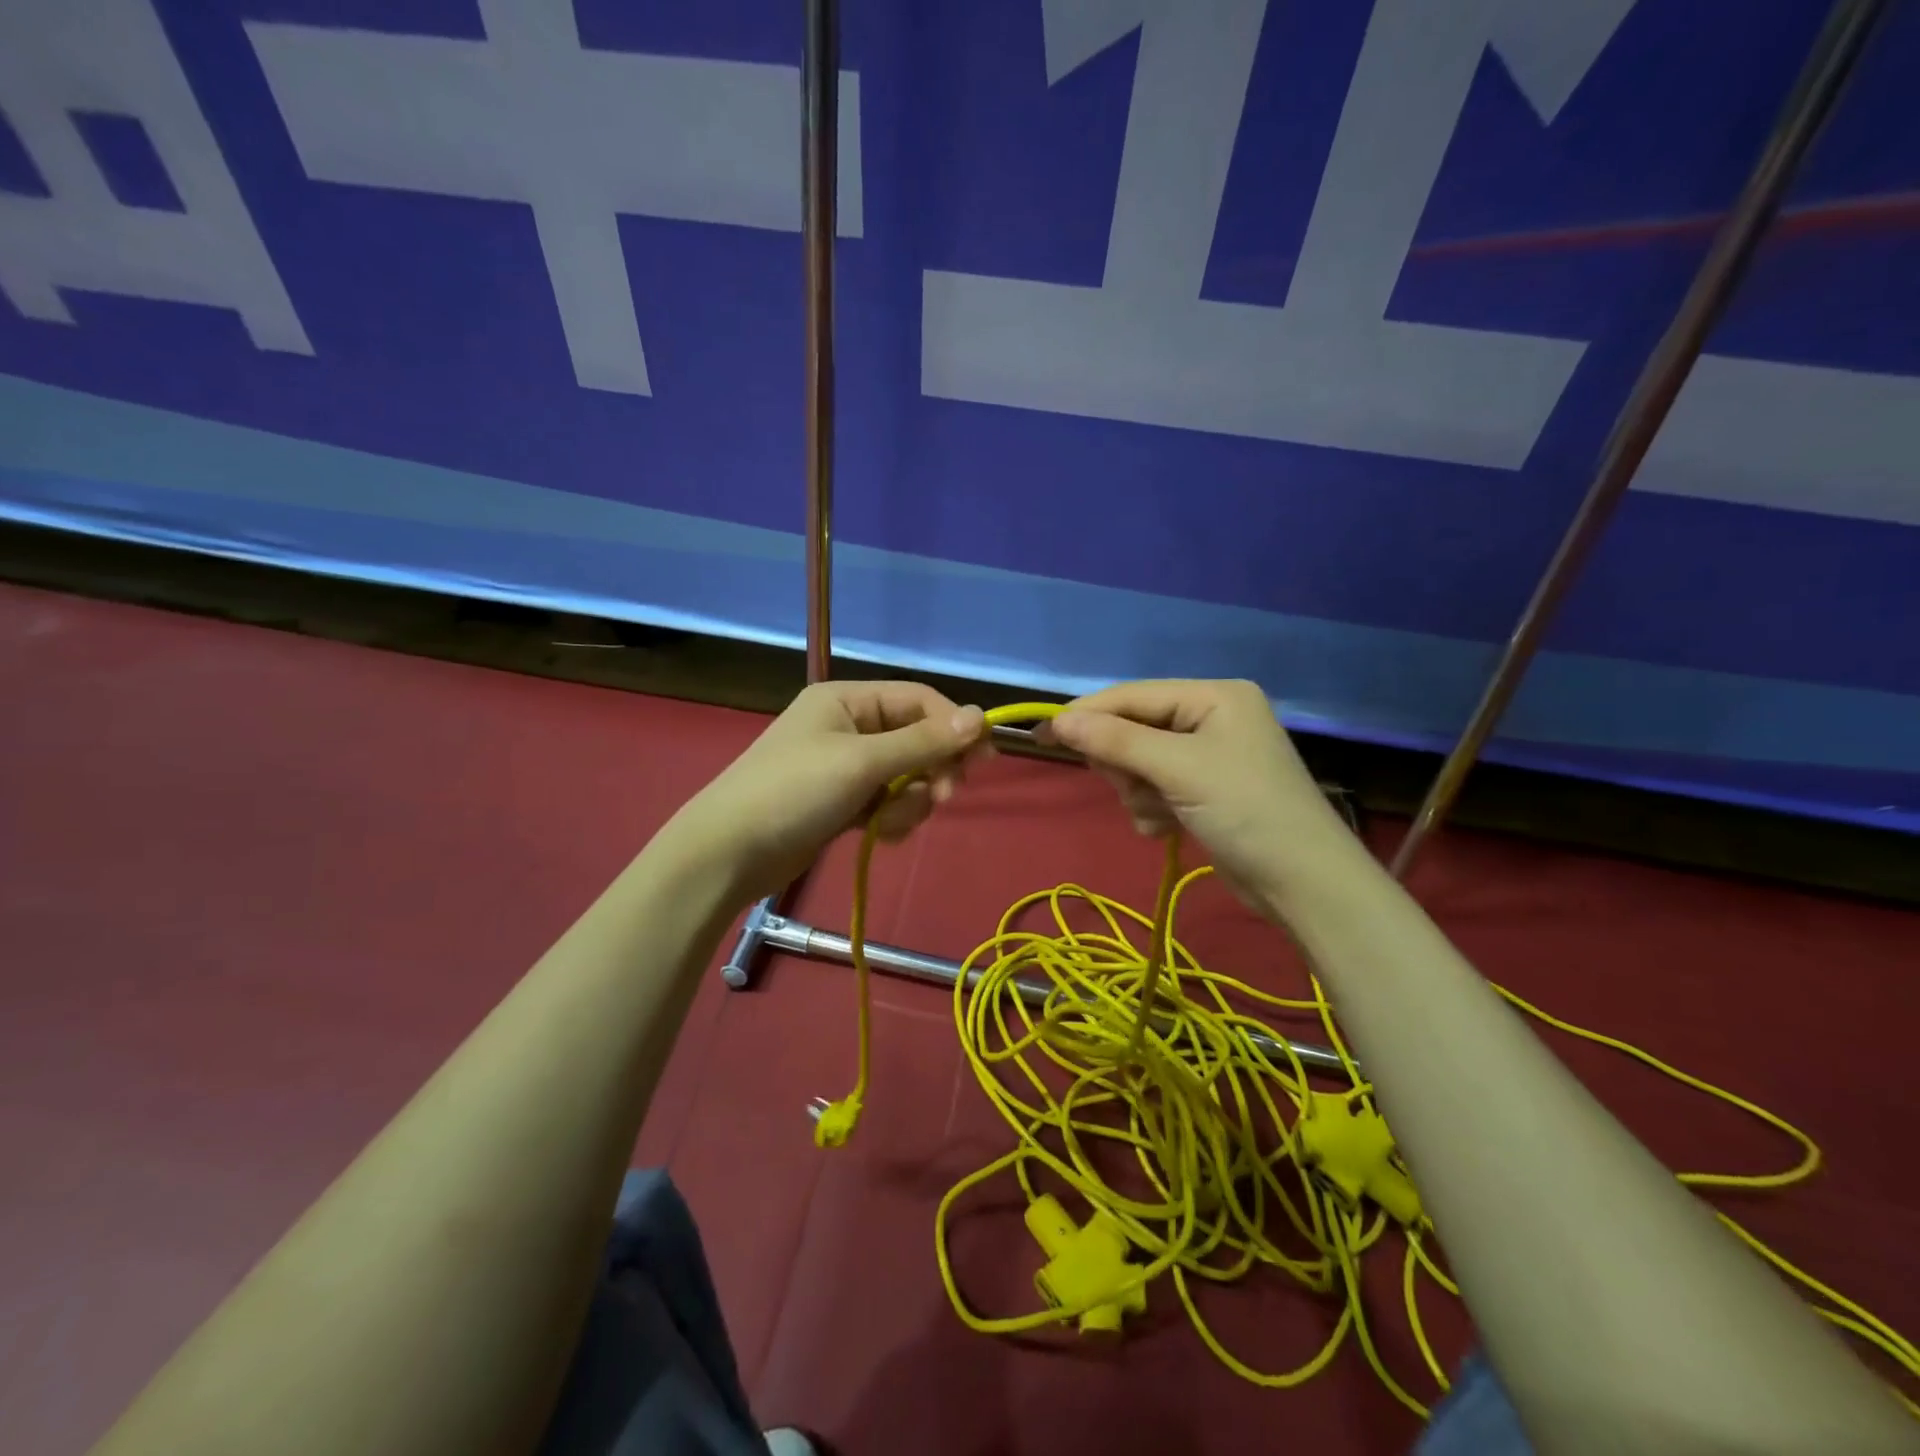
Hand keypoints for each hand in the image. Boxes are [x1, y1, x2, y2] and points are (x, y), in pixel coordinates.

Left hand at [668, 681, 989, 902]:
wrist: (729, 853)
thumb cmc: (794, 792)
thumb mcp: (862, 762)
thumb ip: (923, 742)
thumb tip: (980, 717)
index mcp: (848, 700)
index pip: (918, 699)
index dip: (954, 725)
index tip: (983, 757)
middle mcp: (848, 726)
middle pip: (916, 738)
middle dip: (932, 768)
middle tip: (944, 796)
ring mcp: (844, 767)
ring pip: (906, 776)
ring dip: (910, 800)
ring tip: (890, 822)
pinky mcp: (842, 803)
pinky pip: (887, 802)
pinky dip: (891, 818)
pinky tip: (878, 835)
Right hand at [1046, 679, 1366, 914]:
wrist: (1303, 884)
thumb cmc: (1245, 811)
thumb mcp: (1177, 769)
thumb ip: (1116, 741)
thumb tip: (1058, 720)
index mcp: (1213, 696)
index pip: (1133, 695)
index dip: (1087, 714)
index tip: (1043, 734)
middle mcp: (1211, 718)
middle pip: (1134, 729)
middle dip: (1126, 764)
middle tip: (1133, 786)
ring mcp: (1209, 756)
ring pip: (1139, 763)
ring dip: (1139, 792)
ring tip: (1162, 814)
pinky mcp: (1205, 791)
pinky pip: (1155, 788)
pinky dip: (1153, 809)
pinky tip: (1169, 828)